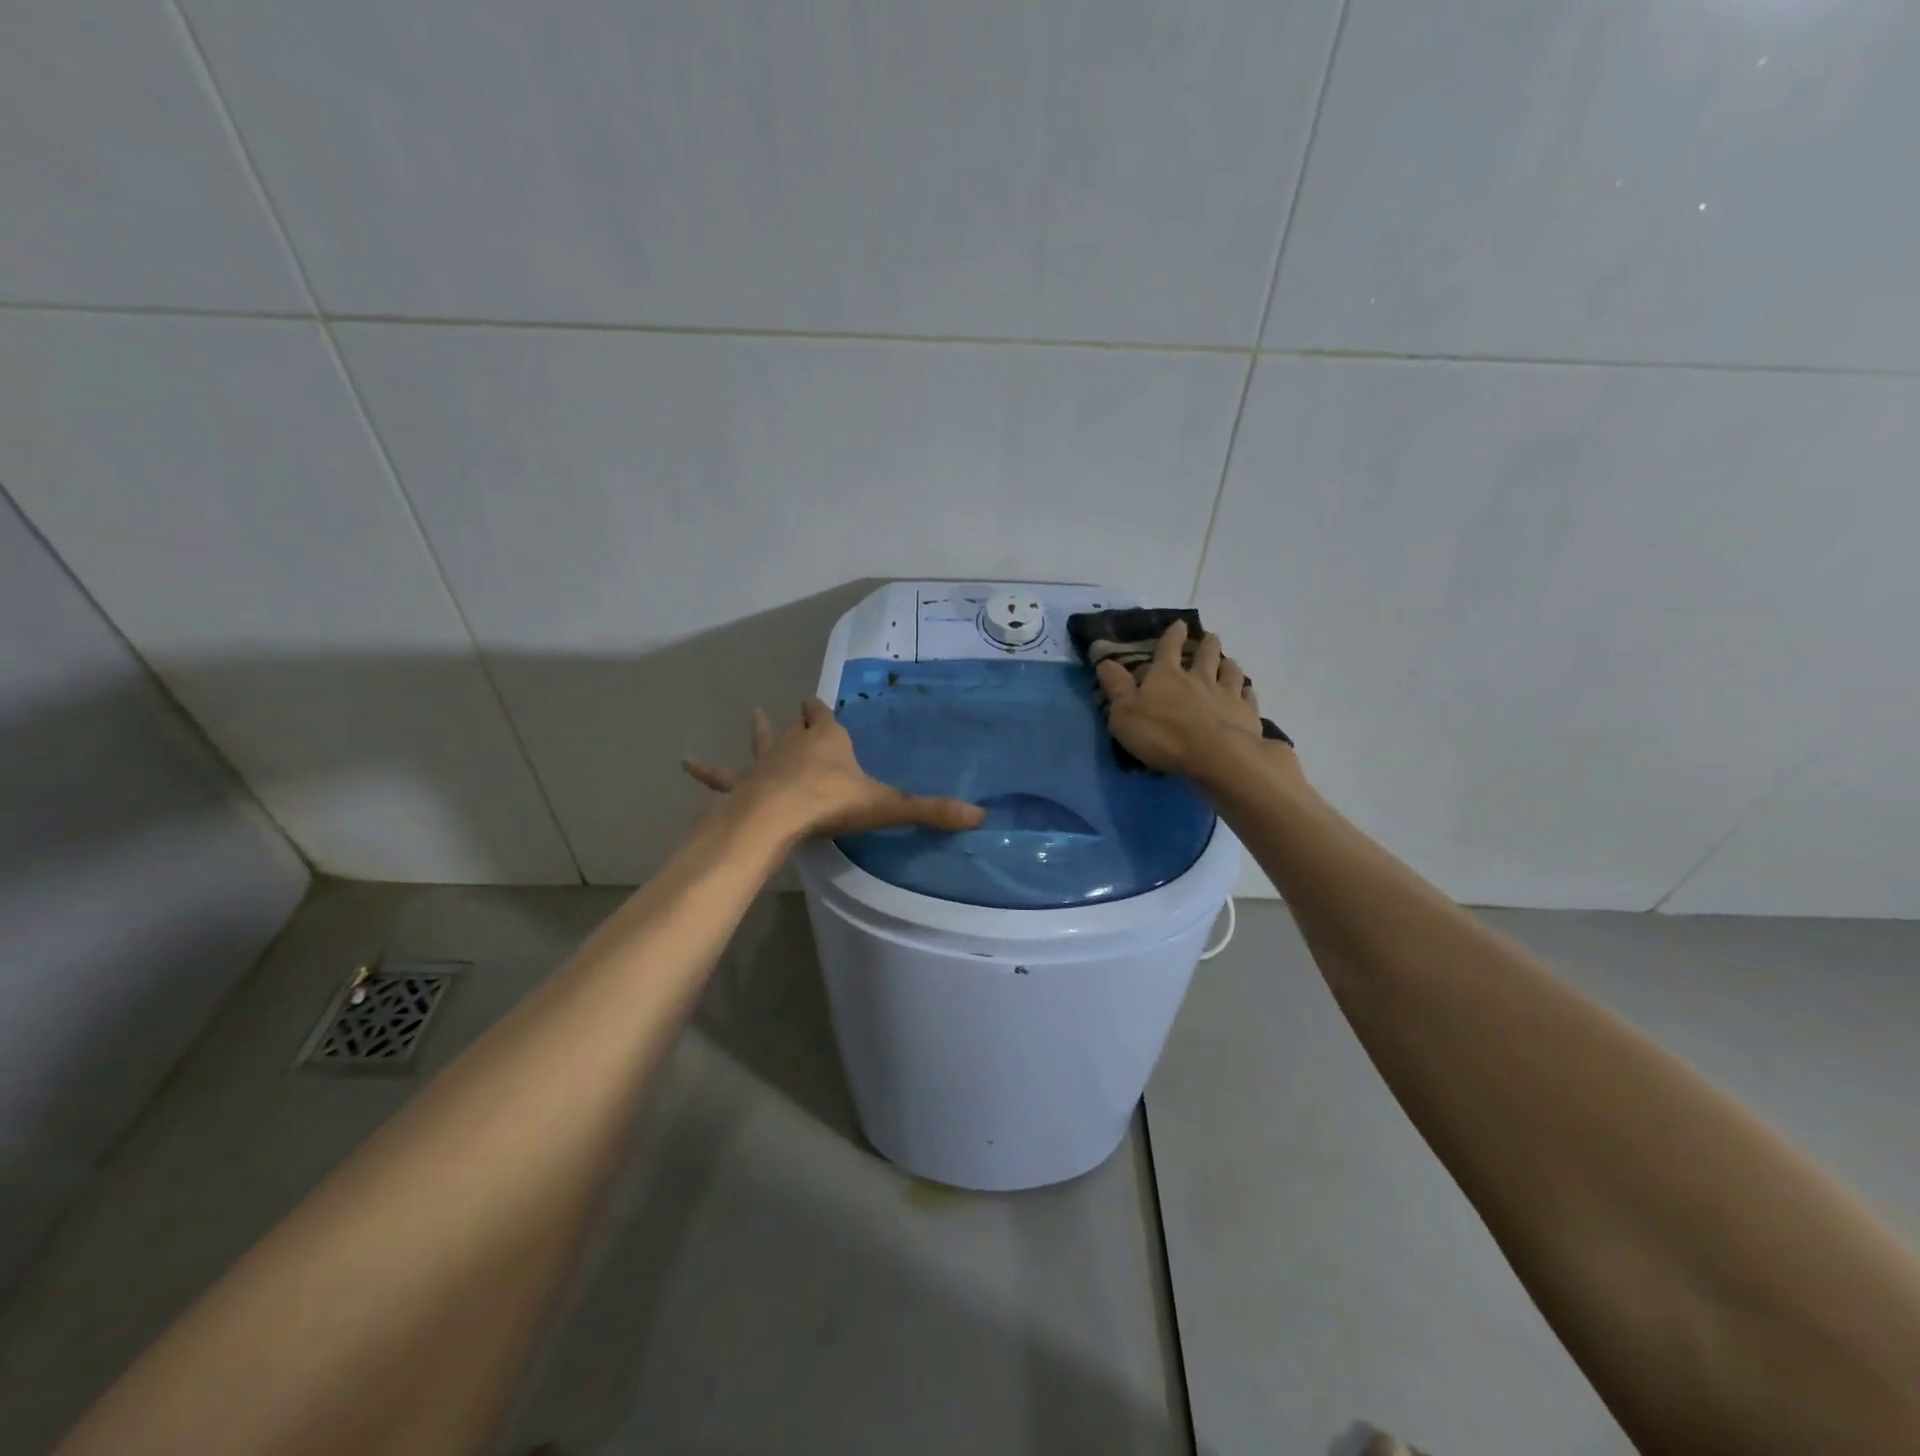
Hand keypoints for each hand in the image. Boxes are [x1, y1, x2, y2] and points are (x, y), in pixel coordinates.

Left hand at [683, 699, 985, 840]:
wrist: (776, 818)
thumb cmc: (831, 805)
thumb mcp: (887, 807)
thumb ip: (931, 811)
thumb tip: (981, 816)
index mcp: (829, 742)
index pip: (827, 719)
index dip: (824, 711)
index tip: (819, 701)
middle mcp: (794, 745)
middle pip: (796, 726)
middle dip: (797, 718)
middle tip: (793, 706)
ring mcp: (763, 763)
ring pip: (761, 741)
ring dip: (759, 731)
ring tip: (752, 714)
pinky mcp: (740, 785)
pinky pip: (720, 775)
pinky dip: (705, 770)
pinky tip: (684, 762)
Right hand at [1094, 621, 1271, 776]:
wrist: (1217, 756)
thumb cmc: (1163, 735)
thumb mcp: (1125, 714)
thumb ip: (1115, 687)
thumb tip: (1104, 660)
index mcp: (1166, 676)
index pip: (1168, 648)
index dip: (1172, 635)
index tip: (1179, 624)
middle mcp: (1199, 678)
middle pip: (1205, 655)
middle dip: (1207, 644)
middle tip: (1210, 637)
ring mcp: (1226, 694)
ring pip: (1230, 671)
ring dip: (1228, 664)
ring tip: (1229, 661)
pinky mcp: (1247, 713)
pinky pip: (1248, 696)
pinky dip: (1246, 691)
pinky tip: (1247, 691)